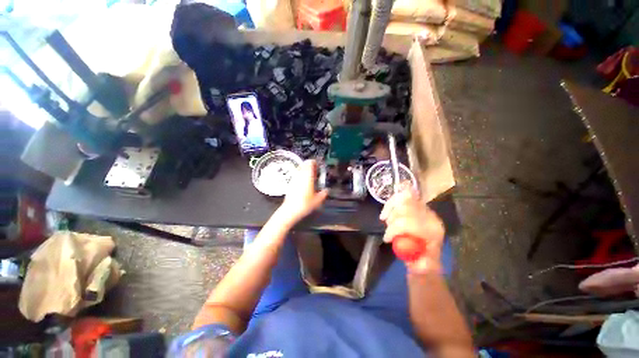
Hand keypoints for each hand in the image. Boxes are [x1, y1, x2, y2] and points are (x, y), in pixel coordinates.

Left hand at [278, 160, 327, 225]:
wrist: (290, 210)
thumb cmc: (305, 204)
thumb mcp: (318, 200)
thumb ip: (323, 194)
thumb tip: (326, 190)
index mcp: (308, 176)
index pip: (310, 163)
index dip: (314, 162)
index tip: (318, 165)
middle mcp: (300, 175)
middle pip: (304, 165)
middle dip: (309, 166)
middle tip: (315, 170)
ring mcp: (294, 179)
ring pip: (299, 169)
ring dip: (305, 170)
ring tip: (310, 176)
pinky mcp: (290, 183)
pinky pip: (296, 175)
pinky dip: (300, 176)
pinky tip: (303, 183)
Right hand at [380, 185, 444, 273]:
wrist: (426, 254)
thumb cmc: (423, 262)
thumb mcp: (422, 268)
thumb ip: (420, 266)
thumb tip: (412, 259)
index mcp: (433, 231)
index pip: (410, 223)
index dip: (394, 229)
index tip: (386, 239)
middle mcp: (430, 216)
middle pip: (404, 209)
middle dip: (391, 220)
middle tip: (388, 231)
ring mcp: (424, 208)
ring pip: (402, 200)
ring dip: (390, 210)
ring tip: (387, 222)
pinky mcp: (417, 204)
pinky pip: (402, 196)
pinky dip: (391, 203)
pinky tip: (386, 211)